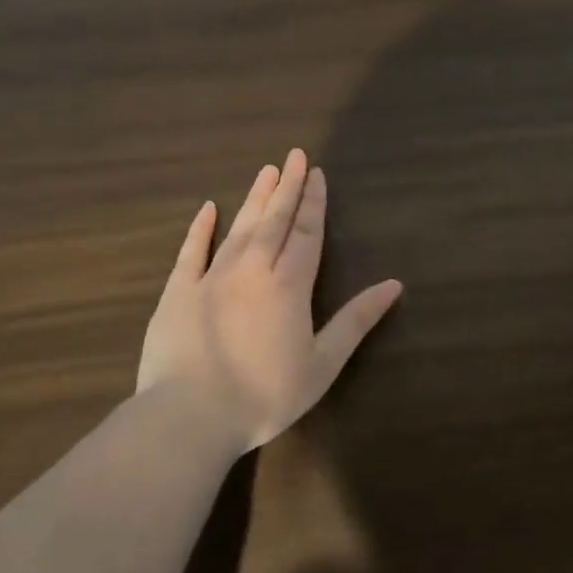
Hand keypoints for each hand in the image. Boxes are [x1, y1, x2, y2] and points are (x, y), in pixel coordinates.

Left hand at [137, 149, 402, 452]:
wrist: (189, 418)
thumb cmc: (265, 395)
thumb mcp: (322, 364)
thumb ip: (356, 321)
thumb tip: (394, 284)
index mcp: (289, 285)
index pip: (306, 233)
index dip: (313, 203)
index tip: (316, 174)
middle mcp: (252, 270)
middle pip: (274, 220)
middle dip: (287, 187)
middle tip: (294, 155)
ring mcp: (211, 278)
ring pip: (239, 228)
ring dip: (255, 198)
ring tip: (266, 170)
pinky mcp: (178, 293)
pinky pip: (191, 252)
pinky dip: (200, 228)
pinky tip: (209, 208)